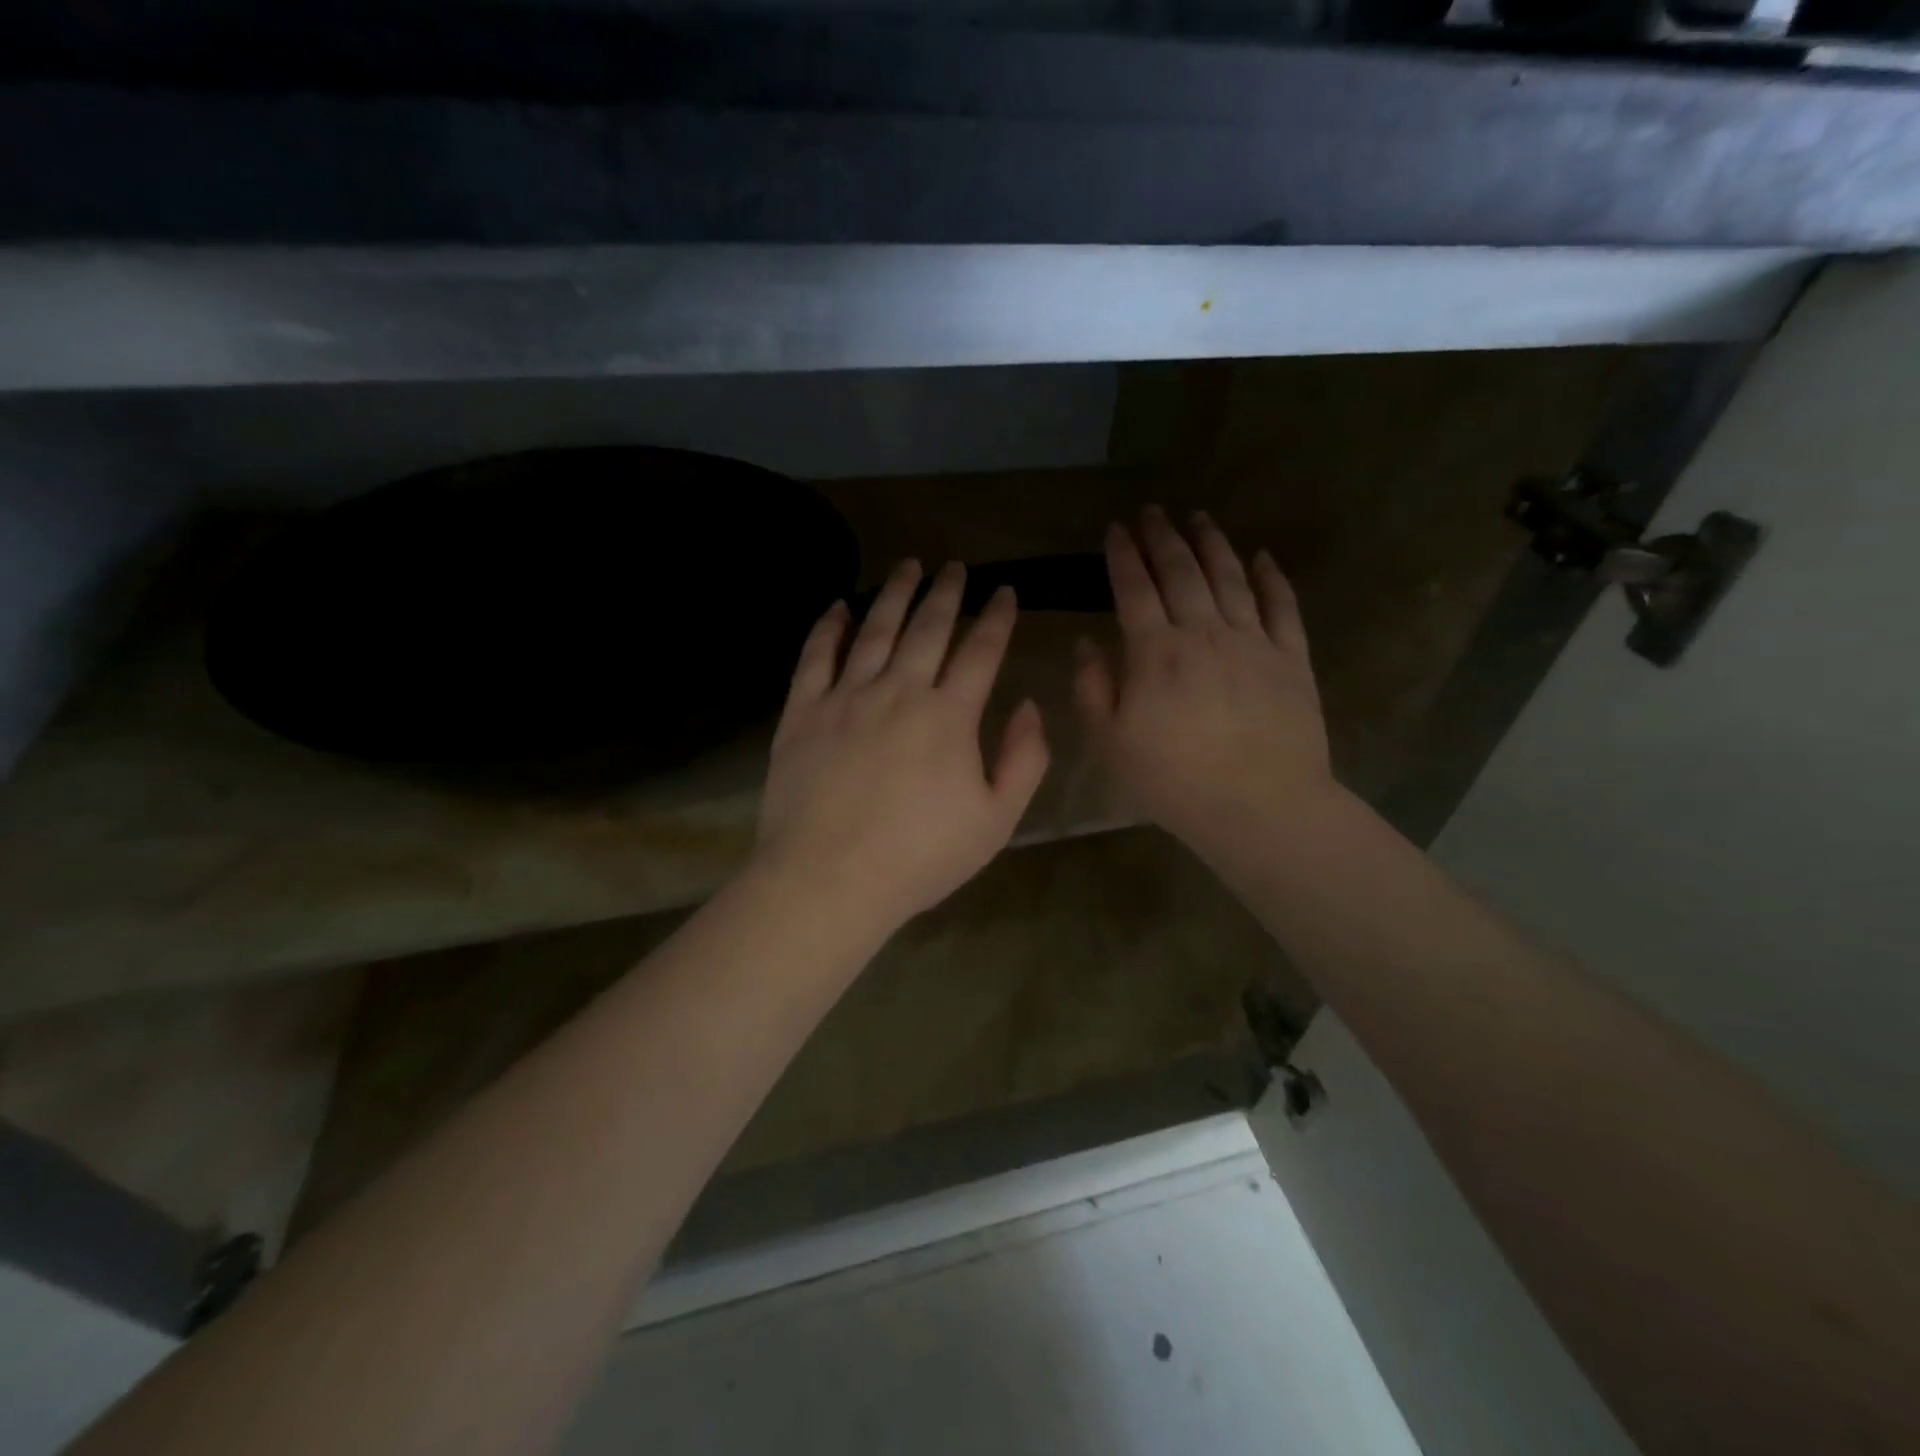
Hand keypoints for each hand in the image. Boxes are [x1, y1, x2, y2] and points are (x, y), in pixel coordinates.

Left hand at [756, 559, 1050, 933]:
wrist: (829, 879)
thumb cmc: (920, 857)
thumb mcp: (996, 821)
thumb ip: (1024, 760)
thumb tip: (1029, 706)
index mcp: (949, 715)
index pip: (981, 651)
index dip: (997, 618)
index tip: (1006, 592)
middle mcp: (900, 690)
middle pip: (928, 628)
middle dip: (947, 592)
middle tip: (956, 566)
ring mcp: (846, 696)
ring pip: (875, 629)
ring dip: (895, 594)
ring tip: (908, 566)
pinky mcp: (803, 711)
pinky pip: (816, 655)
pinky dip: (829, 626)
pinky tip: (839, 605)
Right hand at [1075, 508, 1330, 851]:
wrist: (1260, 806)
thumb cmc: (1175, 780)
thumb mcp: (1111, 743)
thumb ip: (1093, 688)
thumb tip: (1087, 644)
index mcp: (1156, 652)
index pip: (1134, 590)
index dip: (1123, 557)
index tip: (1115, 531)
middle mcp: (1204, 632)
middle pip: (1182, 572)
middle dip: (1163, 537)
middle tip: (1152, 512)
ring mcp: (1253, 641)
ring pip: (1230, 577)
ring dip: (1212, 543)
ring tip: (1199, 517)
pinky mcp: (1291, 658)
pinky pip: (1282, 605)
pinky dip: (1271, 576)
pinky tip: (1262, 556)